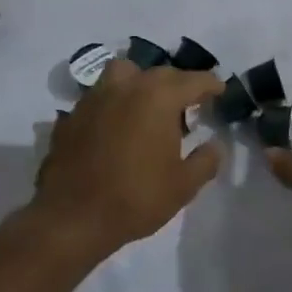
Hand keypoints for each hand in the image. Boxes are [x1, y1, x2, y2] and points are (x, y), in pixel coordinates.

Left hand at [33, 59, 223, 257]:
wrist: (72, 217)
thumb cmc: (136, 198)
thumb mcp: (183, 186)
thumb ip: (205, 160)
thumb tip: (214, 145)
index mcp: (158, 97)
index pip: (193, 80)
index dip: (210, 84)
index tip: (220, 90)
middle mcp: (126, 87)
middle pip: (159, 73)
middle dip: (177, 84)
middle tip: (188, 103)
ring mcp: (94, 98)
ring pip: (122, 74)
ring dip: (139, 82)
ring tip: (147, 105)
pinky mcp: (72, 115)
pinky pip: (98, 98)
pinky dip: (112, 104)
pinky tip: (115, 126)